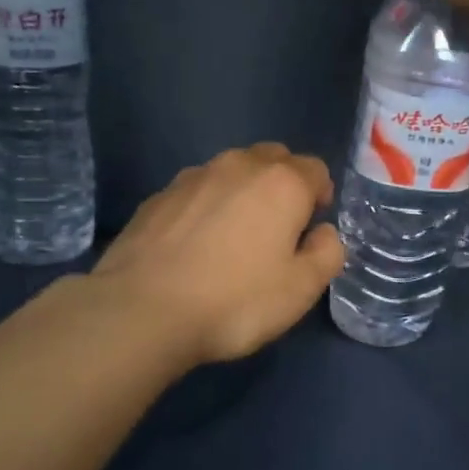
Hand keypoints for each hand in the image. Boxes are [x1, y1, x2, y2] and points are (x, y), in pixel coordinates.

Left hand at [93, 144, 343, 367]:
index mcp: (282, 183)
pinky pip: (196, 190)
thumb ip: (327, 253)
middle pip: (273, 158)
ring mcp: (192, 177)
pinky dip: (206, 206)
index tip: (311, 228)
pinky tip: (196, 244)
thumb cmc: (235, 301)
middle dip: (284, 183)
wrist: (142, 311)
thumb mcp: (301, 289)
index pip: (316, 169)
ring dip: (243, 191)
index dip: (320, 196)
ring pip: (231, 170)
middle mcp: (238, 166)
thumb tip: (323, 232)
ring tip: (234, 235)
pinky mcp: (157, 197)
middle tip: (278, 227)